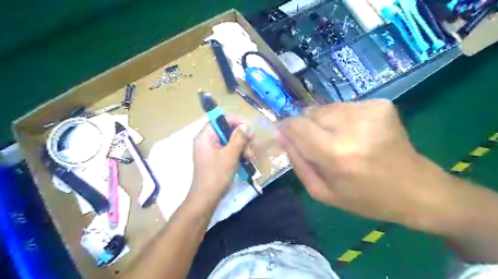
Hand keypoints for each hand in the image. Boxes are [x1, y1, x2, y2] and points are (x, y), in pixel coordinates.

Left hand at [190, 116, 252, 204]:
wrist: (207, 199)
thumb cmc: (216, 175)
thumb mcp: (230, 155)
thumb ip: (238, 138)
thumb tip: (246, 125)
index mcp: (205, 136)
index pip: (220, 120)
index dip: (235, 121)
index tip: (249, 129)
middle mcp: (208, 141)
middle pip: (228, 131)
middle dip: (242, 139)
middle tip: (250, 150)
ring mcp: (212, 150)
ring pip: (231, 141)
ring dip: (243, 147)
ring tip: (249, 159)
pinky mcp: (217, 159)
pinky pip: (230, 150)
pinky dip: (239, 154)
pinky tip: (246, 161)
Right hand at [278, 101, 454, 231]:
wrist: (416, 189)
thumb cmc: (365, 198)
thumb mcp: (322, 192)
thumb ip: (297, 162)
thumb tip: (282, 136)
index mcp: (336, 154)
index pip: (297, 126)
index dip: (286, 127)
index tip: (283, 132)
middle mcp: (352, 127)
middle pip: (310, 113)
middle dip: (306, 126)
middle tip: (318, 144)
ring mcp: (369, 111)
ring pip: (326, 108)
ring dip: (324, 122)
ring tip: (338, 140)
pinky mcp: (381, 104)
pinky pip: (344, 106)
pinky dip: (341, 118)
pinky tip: (354, 134)